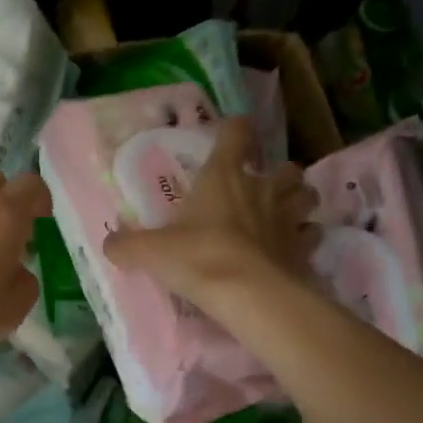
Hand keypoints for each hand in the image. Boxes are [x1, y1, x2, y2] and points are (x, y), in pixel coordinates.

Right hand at [103, 116, 317, 305]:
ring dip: (298, 199)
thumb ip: (126, 245)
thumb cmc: (198, 257)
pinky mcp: (303, 249)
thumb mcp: (149, 251)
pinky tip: (292, 247)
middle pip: (285, 167)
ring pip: (306, 195)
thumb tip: (110, 243)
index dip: (235, 130)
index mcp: (223, 176)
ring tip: (286, 212)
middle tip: (264, 186)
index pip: (236, 134)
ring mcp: (287, 218)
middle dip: (278, 173)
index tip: (231, 134)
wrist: (247, 293)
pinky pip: (311, 235)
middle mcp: (261, 189)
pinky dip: (305, 237)